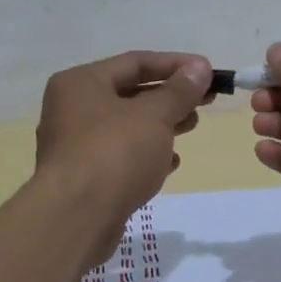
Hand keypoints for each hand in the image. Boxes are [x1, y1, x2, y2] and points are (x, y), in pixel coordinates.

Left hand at [35, 50, 214, 222]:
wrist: (75, 219)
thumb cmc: (114, 153)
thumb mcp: (154, 115)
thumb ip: (179, 91)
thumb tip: (199, 68)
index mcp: (81, 83)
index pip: (135, 62)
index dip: (175, 64)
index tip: (208, 72)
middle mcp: (72, 109)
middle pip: (130, 92)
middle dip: (170, 96)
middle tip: (205, 101)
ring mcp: (75, 145)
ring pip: (127, 125)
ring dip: (161, 124)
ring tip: (192, 126)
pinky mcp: (84, 177)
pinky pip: (120, 155)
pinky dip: (146, 154)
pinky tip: (171, 163)